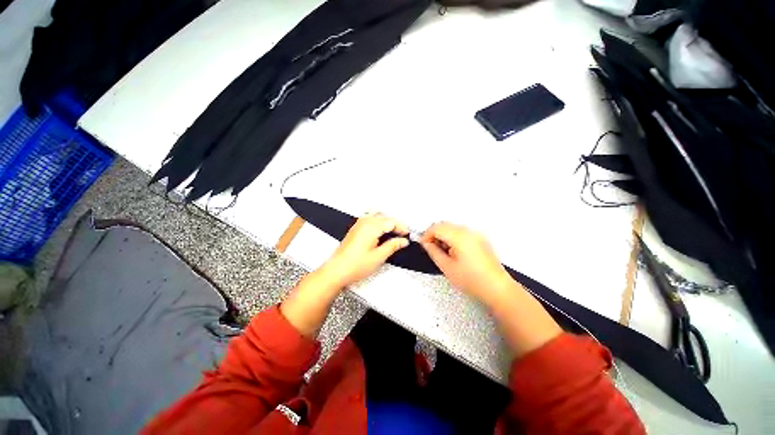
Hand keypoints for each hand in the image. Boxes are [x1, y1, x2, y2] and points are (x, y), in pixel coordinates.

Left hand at [321, 213, 409, 288]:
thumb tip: (402, 241)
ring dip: (386, 222)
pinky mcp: (355, 229)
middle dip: (395, 224)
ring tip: (393, 232)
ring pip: (377, 216)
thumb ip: (392, 246)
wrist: (336, 271)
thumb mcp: (379, 257)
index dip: (401, 227)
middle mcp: (364, 223)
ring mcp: (358, 225)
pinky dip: (378, 222)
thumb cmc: (354, 265)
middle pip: (384, 217)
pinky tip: (380, 232)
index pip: (391, 221)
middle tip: (402, 234)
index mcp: (371, 227)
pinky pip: (369, 219)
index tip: (407, 234)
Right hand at [420, 222, 561, 354]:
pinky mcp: (481, 239)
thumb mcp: (447, 267)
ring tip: (442, 251)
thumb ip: (433, 252)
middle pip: (445, 224)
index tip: (423, 245)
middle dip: (434, 234)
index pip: (437, 227)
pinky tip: (454, 251)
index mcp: (459, 236)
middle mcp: (468, 231)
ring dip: (444, 235)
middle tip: (430, 248)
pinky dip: (453, 237)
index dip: (427, 234)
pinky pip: (462, 232)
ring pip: (453, 227)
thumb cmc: (472, 280)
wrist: (497, 289)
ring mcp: (476, 234)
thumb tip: (426, 244)